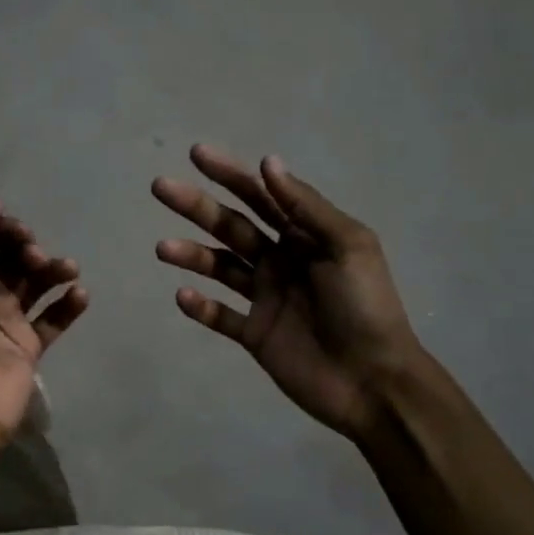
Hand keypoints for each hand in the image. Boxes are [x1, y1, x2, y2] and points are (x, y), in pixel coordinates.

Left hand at [0, 201, 88, 442]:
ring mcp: (7, 320)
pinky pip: (55, 318)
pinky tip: (79, 294)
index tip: (20, 231)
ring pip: (37, 283)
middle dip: (27, 248)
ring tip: (68, 270)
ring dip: (54, 269)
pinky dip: (70, 303)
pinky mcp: (30, 344)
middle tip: (35, 256)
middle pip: (12, 258)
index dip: (2, 228)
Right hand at [153, 146, 422, 444]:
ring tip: (162, 248)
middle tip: (160, 187)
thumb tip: (268, 162)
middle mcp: (280, 260)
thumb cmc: (366, 307)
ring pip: (219, 268)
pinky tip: (183, 297)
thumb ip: (306, 207)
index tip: (196, 154)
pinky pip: (221, 316)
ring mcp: (265, 298)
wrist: (373, 381)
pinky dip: (200, 307)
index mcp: (305, 236)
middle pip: (231, 226)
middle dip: (196, 206)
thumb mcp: (347, 246)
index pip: (261, 196)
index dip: (230, 174)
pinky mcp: (255, 334)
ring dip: (191, 255)